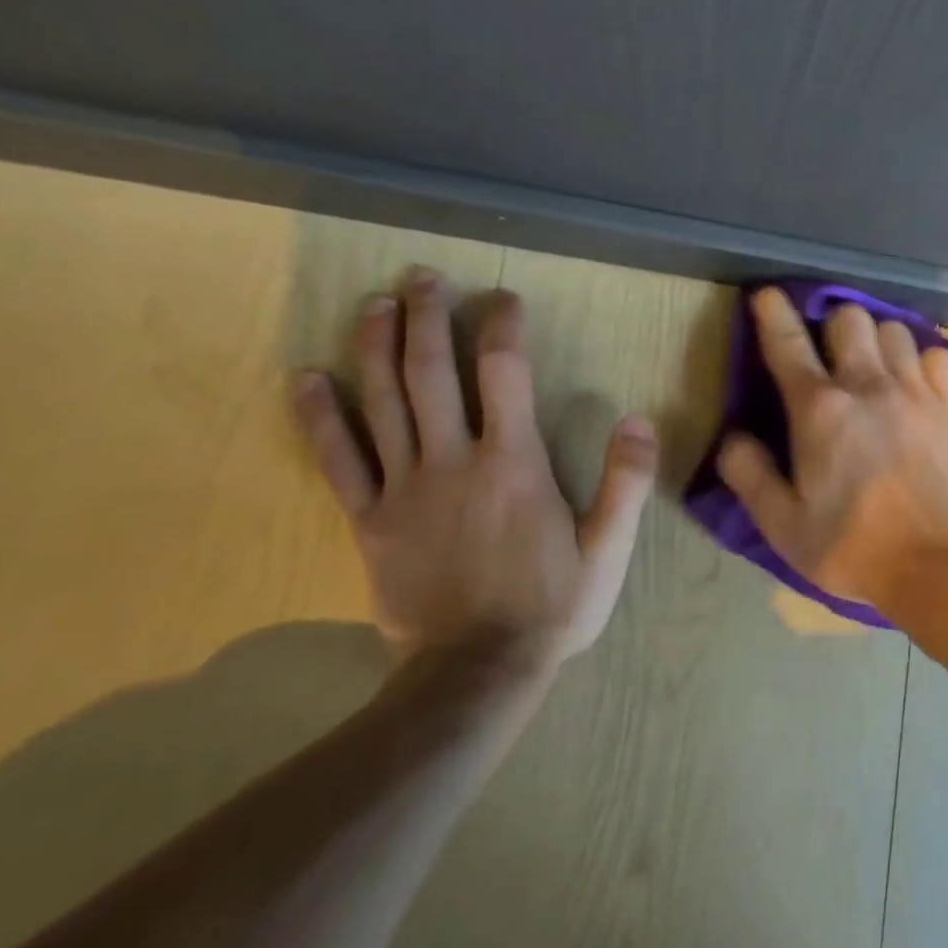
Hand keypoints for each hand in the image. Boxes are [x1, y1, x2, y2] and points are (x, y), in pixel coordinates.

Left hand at [291, 268, 656, 672]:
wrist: (478, 670)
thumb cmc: (552, 605)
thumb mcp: (609, 548)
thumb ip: (626, 483)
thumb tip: (639, 420)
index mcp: (515, 464)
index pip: (506, 374)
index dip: (504, 327)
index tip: (504, 299)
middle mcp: (455, 461)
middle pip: (433, 374)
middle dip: (428, 318)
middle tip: (424, 277)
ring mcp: (405, 489)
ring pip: (384, 403)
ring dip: (377, 346)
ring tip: (376, 304)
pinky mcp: (370, 520)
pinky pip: (339, 460)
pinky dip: (321, 417)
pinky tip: (309, 379)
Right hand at [715, 287, 947, 611]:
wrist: (937, 565)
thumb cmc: (851, 547)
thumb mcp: (782, 525)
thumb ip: (749, 475)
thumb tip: (733, 437)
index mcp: (819, 410)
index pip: (787, 343)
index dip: (772, 313)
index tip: (767, 295)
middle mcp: (867, 386)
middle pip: (849, 318)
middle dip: (832, 326)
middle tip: (829, 355)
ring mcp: (915, 391)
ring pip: (894, 329)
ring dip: (877, 341)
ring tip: (874, 368)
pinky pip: (938, 355)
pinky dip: (922, 361)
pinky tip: (915, 385)